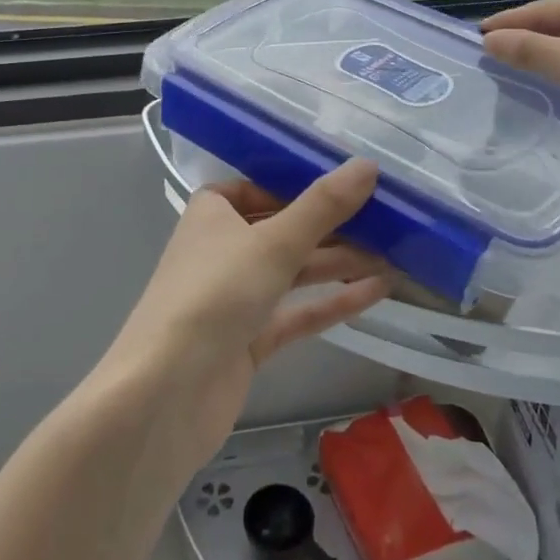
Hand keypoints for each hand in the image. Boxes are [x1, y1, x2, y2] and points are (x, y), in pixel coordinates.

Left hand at [99, 160, 387, 466]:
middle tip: (387, 219)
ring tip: (394, 253)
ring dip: (338, 263)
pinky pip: (296, 313)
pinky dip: (331, 302)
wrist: (165, 395)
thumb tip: (368, 164)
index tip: (347, 182)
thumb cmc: (214, 296)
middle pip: (282, 230)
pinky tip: (377, 290)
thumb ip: (323, 206)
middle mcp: (221, 251)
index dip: (299, 184)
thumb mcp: (273, 243)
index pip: (257, 187)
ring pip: (293, 272)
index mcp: (212, 215)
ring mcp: (234, 299)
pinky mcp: (248, 341)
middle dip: (331, 226)